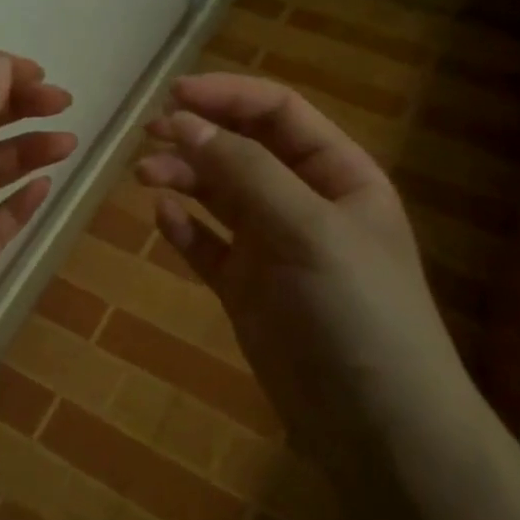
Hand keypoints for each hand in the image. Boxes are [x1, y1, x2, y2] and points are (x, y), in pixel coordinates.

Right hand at [137, 74, 468, 445]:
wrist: (374, 423)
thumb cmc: (355, 310)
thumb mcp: (308, 228)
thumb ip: (246, 172)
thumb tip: (185, 122)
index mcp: (338, 176)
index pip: (278, 114)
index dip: (227, 97)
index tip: (173, 96)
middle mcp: (304, 203)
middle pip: (243, 149)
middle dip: (198, 134)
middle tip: (148, 135)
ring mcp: (273, 247)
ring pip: (219, 194)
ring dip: (184, 177)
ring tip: (145, 176)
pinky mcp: (246, 288)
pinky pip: (208, 245)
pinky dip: (184, 228)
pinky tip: (162, 218)